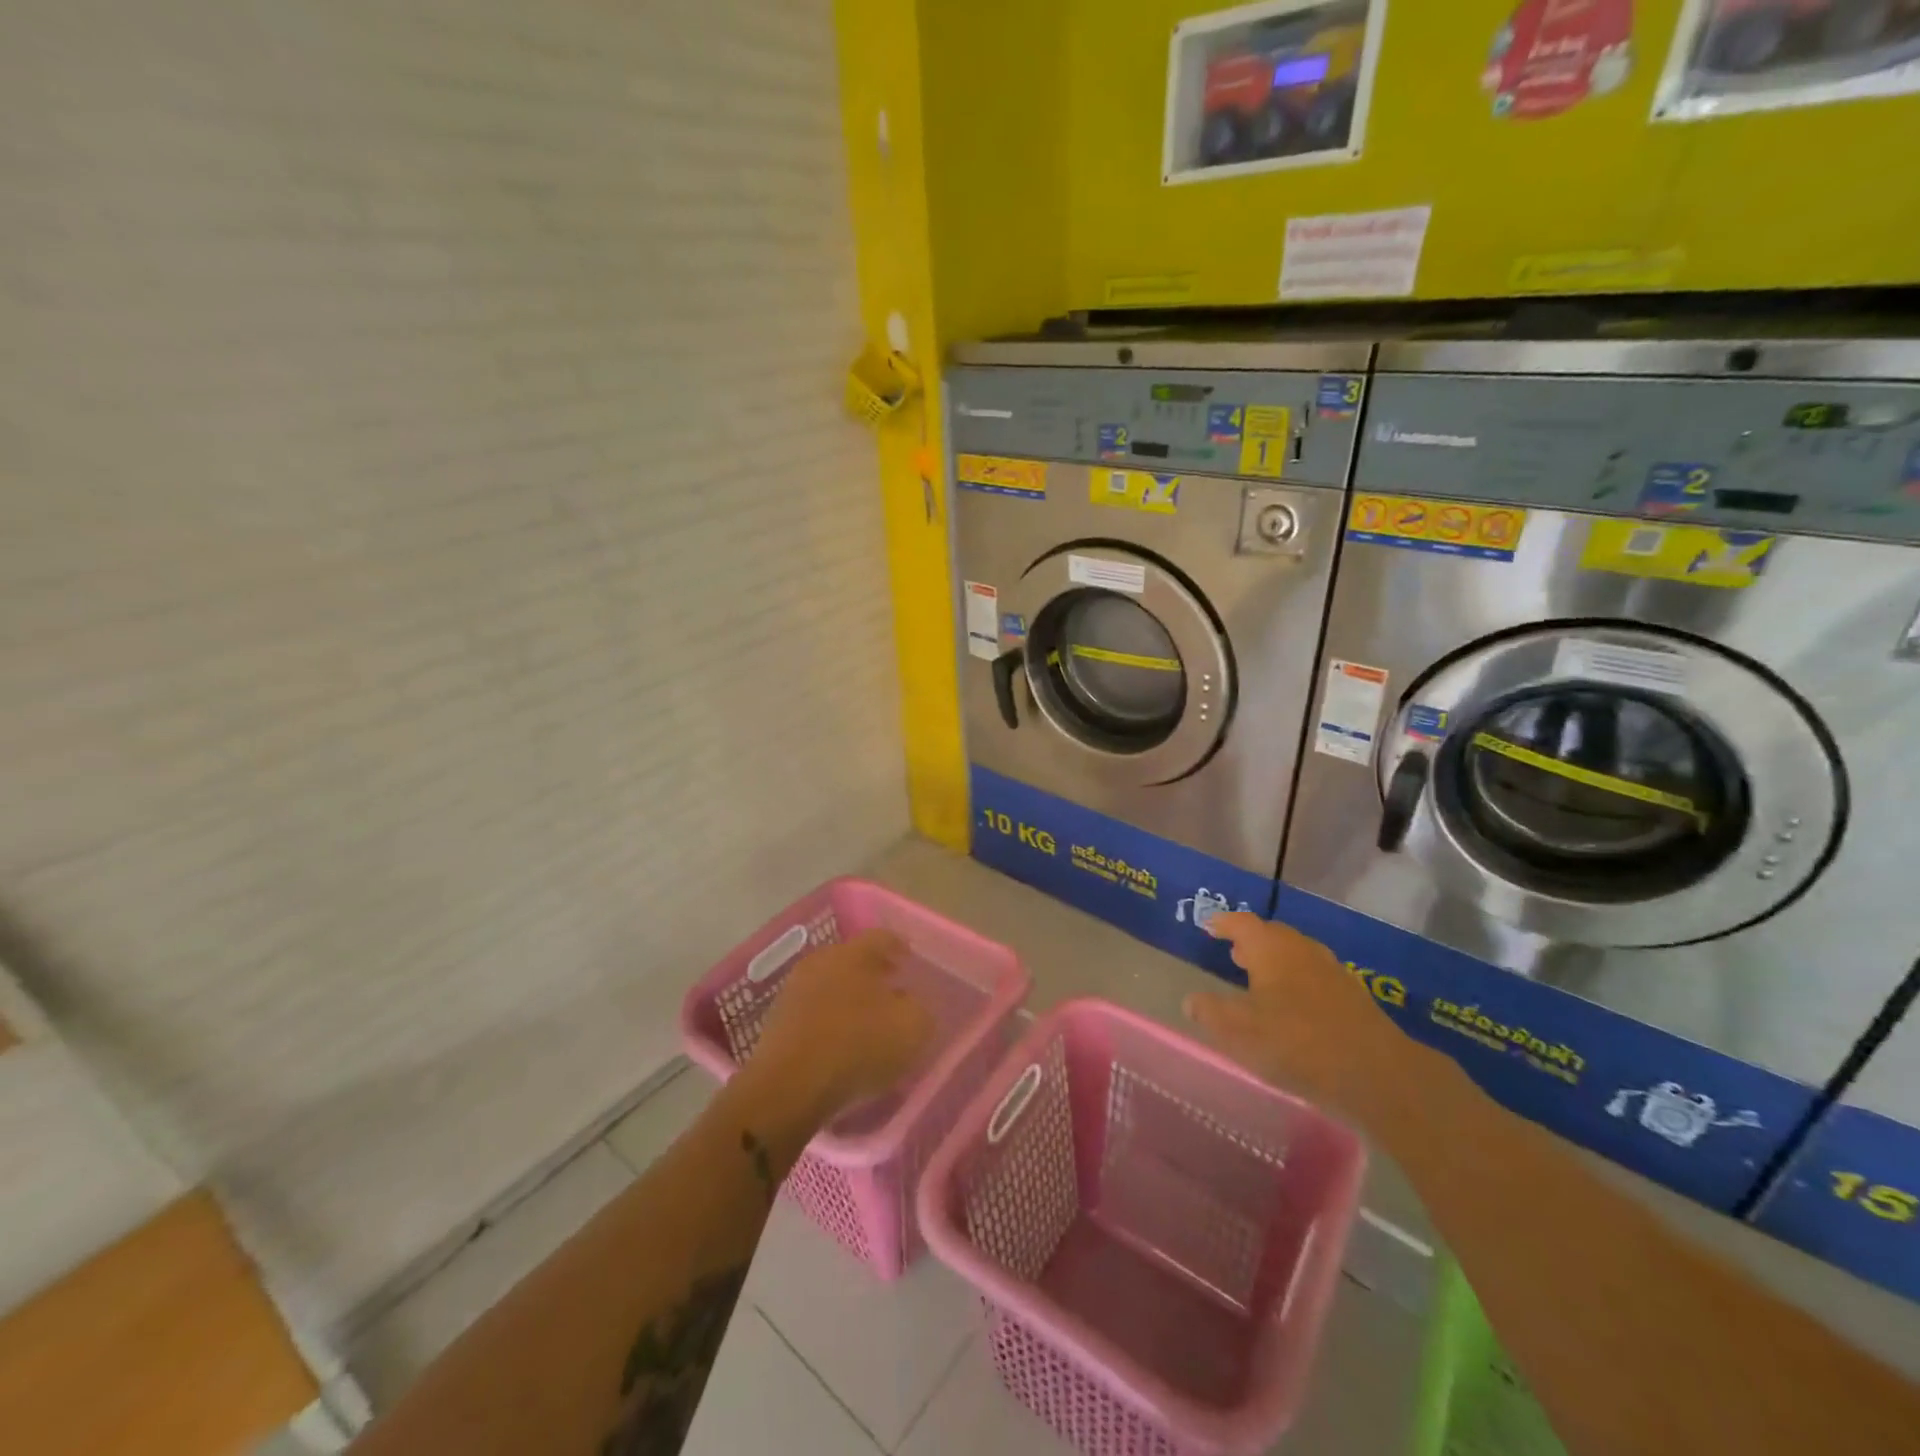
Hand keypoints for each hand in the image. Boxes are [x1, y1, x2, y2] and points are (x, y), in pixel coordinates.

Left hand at [747, 929, 934, 1123]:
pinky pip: (813, 1009)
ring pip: (830, 983)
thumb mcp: (911, 1028)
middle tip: (892, 987)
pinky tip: (840, 1040)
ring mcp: (795, 989)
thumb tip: (909, 1004)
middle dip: (873, 971)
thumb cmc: (858, 1046)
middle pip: (852, 958)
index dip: (899, 945)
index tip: (910, 957)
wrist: (789, 1086)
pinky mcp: (777, 1020)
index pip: (882, 937)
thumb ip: (918, 1009)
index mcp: (854, 953)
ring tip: (867, 1019)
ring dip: (849, 995)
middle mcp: (822, 961)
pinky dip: (829, 1018)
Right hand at [1183, 912, 1400, 1115]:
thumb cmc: (1295, 1042)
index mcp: (1271, 948)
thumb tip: (1191, 1000)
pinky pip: (1315, 977)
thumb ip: (1210, 1012)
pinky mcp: (1353, 997)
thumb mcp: (1238, 1030)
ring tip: (1261, 979)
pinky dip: (1297, 983)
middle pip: (1272, 935)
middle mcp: (1301, 949)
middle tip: (1234, 953)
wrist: (1376, 1073)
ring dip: (1276, 962)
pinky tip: (1294, 1007)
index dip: (1223, 923)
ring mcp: (1332, 971)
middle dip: (1252, 942)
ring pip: (1296, 956)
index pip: (1242, 923)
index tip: (1210, 927)